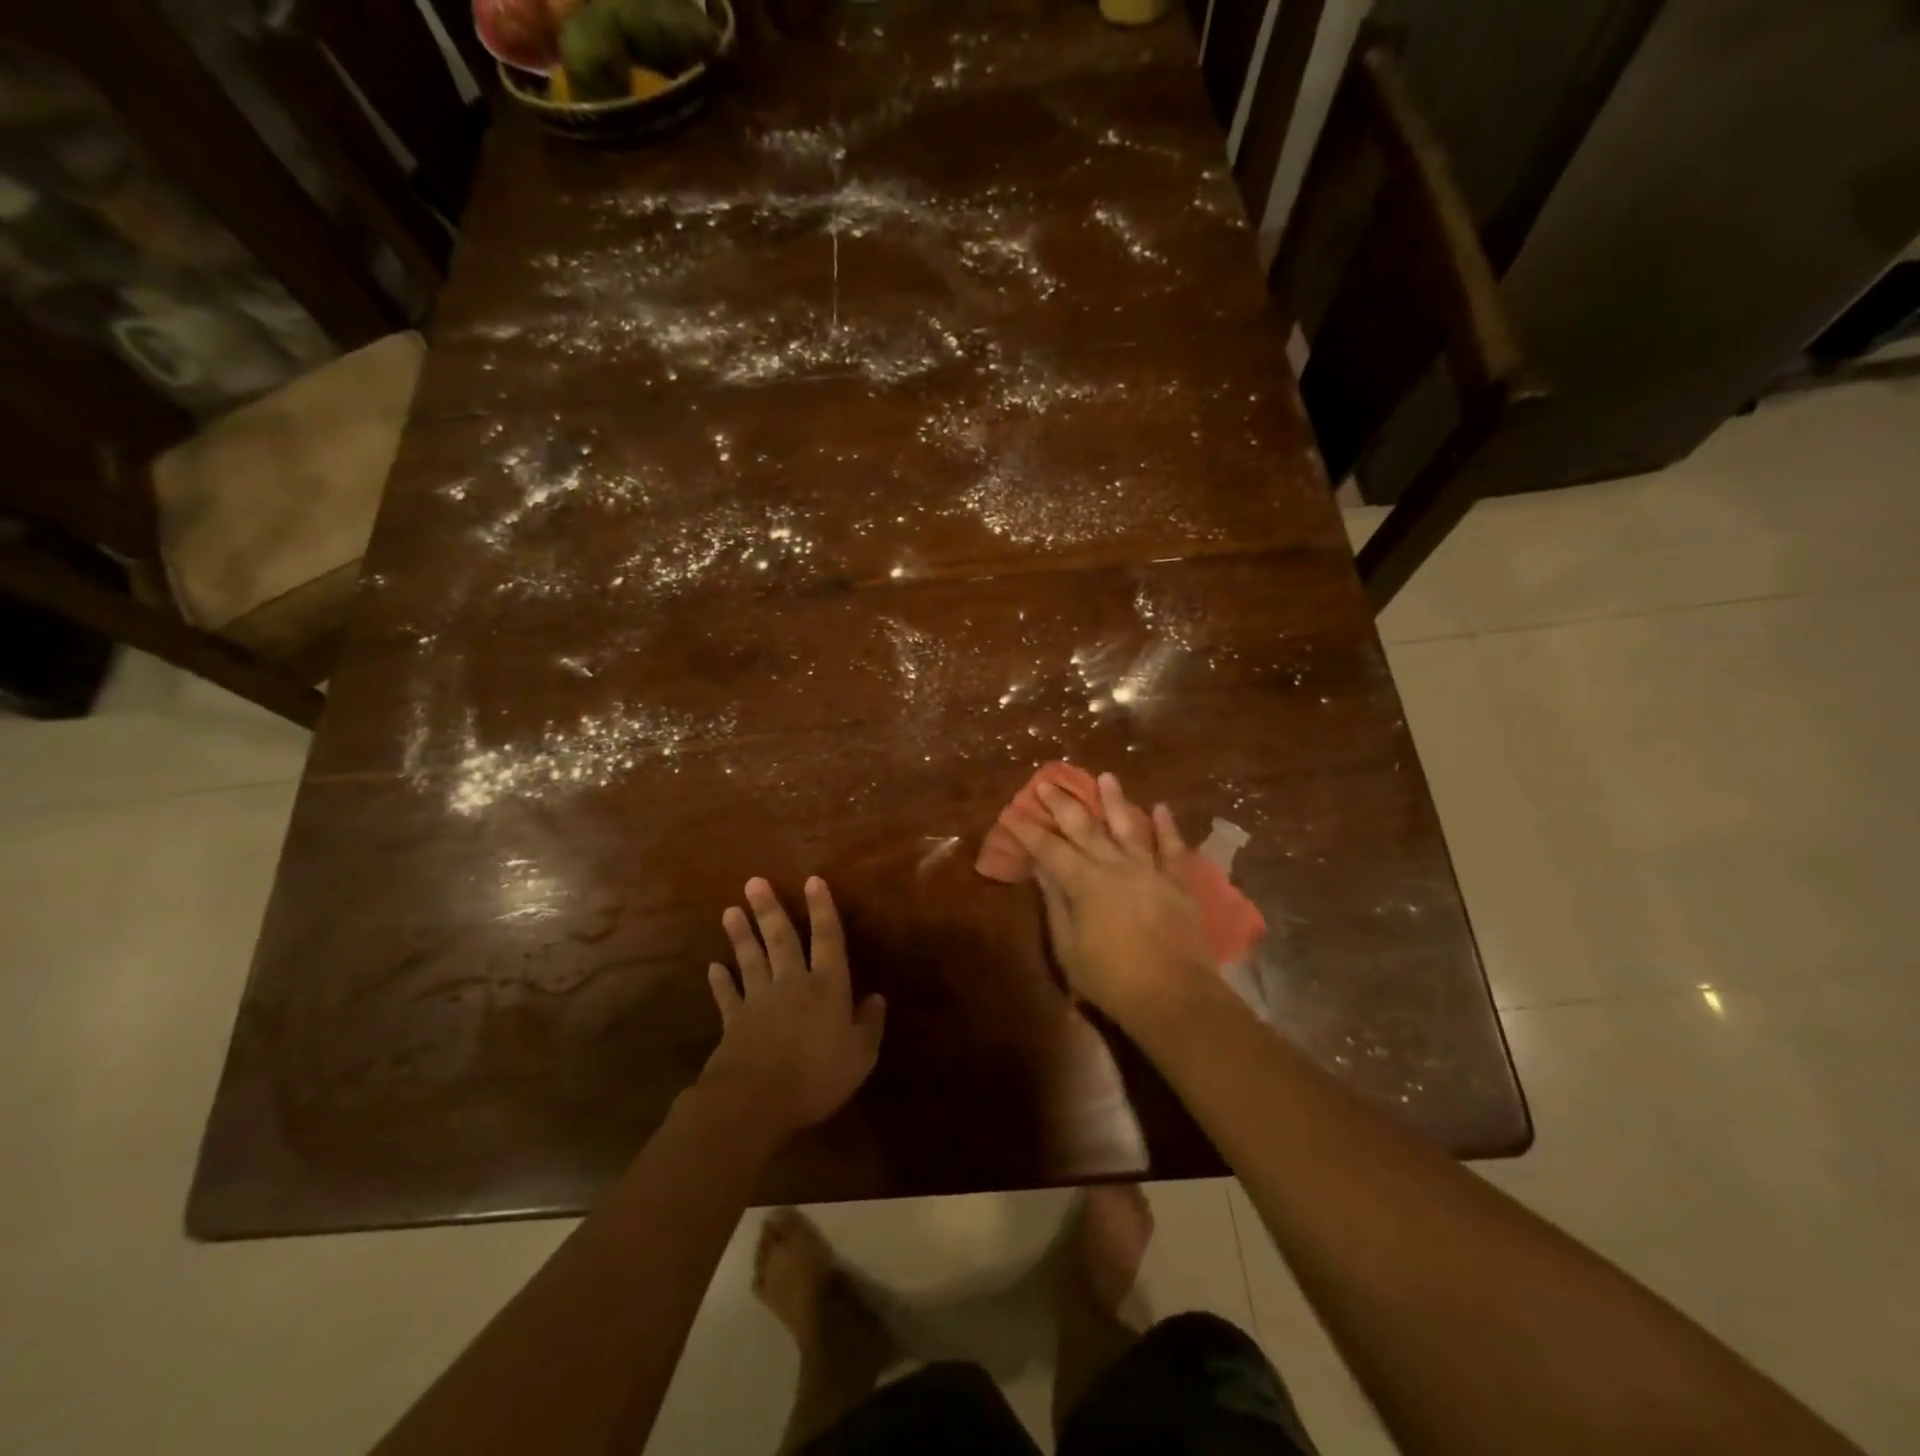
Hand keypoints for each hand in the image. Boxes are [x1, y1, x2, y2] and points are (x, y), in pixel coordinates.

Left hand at [699, 876, 885, 1141]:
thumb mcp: (860, 1056)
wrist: (755, 1101)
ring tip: (730, 910)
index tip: (813, 880)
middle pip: (781, 940)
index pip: (827, 939)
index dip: (822, 909)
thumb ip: (869, 1025)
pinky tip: (713, 967)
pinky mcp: (734, 1023)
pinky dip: (721, 982)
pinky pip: (727, 996)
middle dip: (770, 910)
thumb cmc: (816, 1076)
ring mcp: (759, 1001)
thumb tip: (877, 997)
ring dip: (741, 935)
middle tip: (754, 883)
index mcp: (827, 987)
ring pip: (751, 960)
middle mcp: (792, 983)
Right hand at [1006, 773, 1214, 1028]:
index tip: (1011, 812)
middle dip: (1063, 803)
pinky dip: (1166, 826)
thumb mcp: (1069, 948)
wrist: (1173, 994)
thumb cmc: (1111, 978)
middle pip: (1084, 826)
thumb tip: (1043, 870)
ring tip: (1106, 776)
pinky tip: (1160, 808)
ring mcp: (1148, 869)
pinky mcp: (1176, 881)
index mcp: (1083, 882)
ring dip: (1115, 800)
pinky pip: (1171, 847)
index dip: (1027, 830)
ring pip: (1128, 826)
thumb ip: (1056, 905)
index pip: (1048, 848)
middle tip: (1049, 781)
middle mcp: (1114, 865)